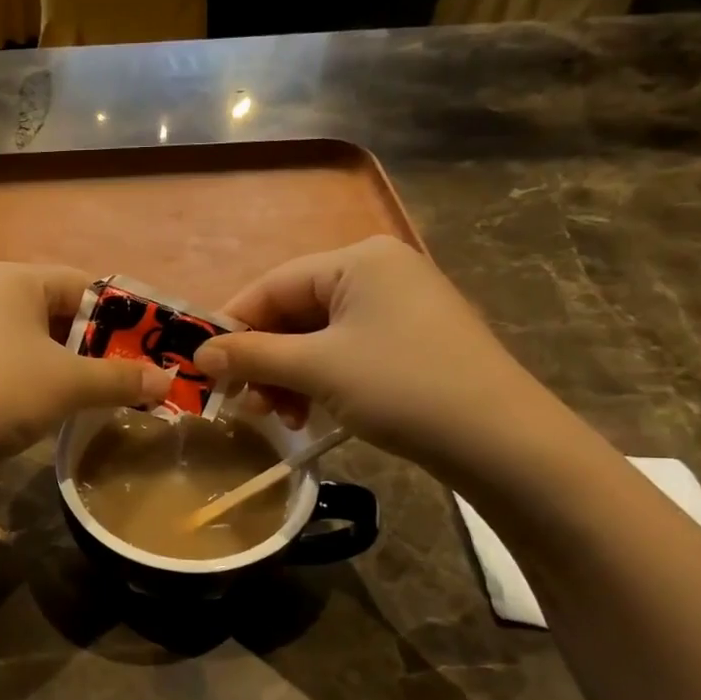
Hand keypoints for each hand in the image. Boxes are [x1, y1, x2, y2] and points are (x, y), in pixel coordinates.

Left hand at [0, 263, 174, 460]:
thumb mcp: (70, 384)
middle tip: (128, 377)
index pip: (83, 284)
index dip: (121, 316)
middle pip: (58, 312)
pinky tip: (51, 408)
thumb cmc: (2, 391)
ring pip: (33, 341)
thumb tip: (168, 383)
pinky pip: (9, 363)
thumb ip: (120, 380)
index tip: (147, 349)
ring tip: (97, 396)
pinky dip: (35, 380)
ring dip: (67, 366)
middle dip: (95, 345)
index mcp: (15, 279)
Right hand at [193, 236, 553, 469]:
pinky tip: (309, 414)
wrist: (502, 439)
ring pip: (317, 336)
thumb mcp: (318, 369)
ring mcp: (399, 306)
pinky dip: (319, 380)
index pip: (272, 285)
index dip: (232, 326)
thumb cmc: (402, 387)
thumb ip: (253, 356)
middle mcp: (378, 271)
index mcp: (356, 260)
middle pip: (294, 311)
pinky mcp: (411, 340)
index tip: (203, 367)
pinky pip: (345, 351)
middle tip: (243, 402)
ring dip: (287, 376)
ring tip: (276, 416)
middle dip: (263, 359)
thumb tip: (199, 355)